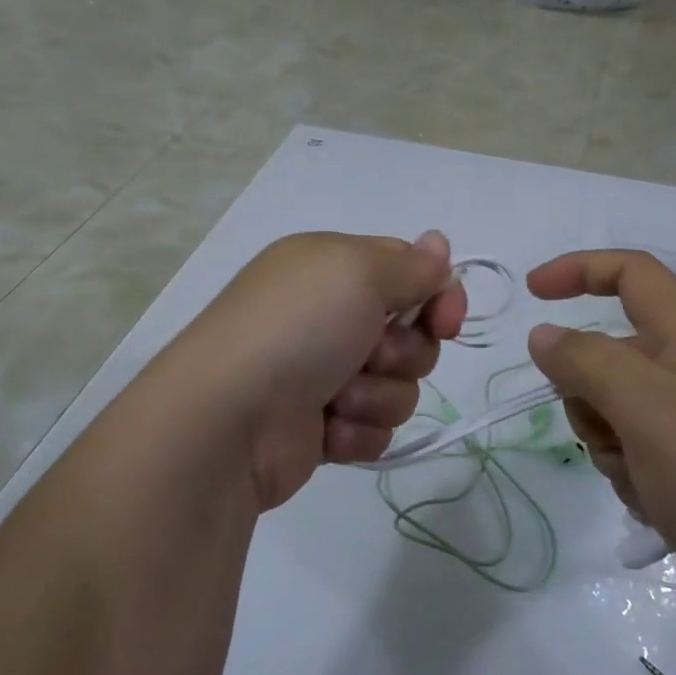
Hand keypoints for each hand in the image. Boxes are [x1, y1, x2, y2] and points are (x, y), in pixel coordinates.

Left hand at [171, 231, 466, 509]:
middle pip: (412, 335)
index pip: (410, 272)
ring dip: (376, 395)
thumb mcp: (357, 272)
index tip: (446, 321)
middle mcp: (330, 316)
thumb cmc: (296, 329)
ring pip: (399, 387)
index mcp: (333, 268)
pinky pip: (374, 428)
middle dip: (403, 352)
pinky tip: (325, 430)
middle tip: (369, 355)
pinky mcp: (322, 426)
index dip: (438, 296)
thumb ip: (410, 264)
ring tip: (335, 399)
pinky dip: (356, 430)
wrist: (229, 420)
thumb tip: (438, 244)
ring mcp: (325, 373)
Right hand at [525, 250, 675, 635]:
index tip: (532, 293)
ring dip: (606, 439)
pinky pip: (631, 448)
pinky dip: (628, 471)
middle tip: (605, 427)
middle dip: (586, 389)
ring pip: (612, 405)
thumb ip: (586, 361)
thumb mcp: (644, 406)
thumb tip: (544, 336)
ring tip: (639, 475)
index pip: (630, 273)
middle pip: (610, 350)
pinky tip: (655, 503)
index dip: (579, 268)